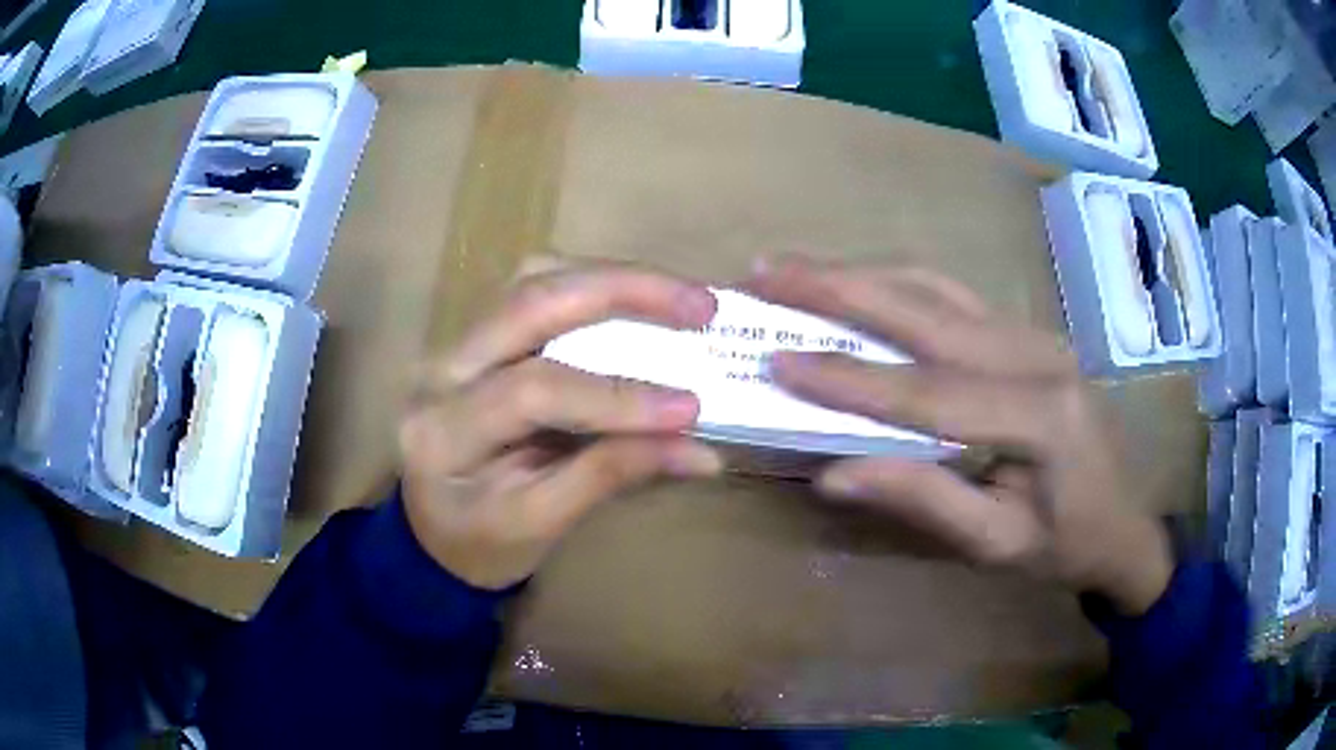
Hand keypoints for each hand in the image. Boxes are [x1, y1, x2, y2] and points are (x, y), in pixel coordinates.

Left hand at [399, 263, 723, 589]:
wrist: (434, 535)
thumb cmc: (479, 544)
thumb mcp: (539, 526)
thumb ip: (610, 477)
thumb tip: (701, 451)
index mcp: (443, 432)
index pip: (533, 392)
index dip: (615, 396)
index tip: (690, 408)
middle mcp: (440, 371)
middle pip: (529, 301)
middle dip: (623, 291)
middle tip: (700, 305)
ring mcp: (454, 344)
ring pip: (530, 281)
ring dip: (608, 279)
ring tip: (674, 296)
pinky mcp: (476, 336)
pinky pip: (532, 291)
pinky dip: (589, 287)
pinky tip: (632, 301)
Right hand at [747, 256, 1172, 615]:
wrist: (1124, 518)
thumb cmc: (1064, 542)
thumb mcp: (996, 542)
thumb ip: (923, 501)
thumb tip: (833, 473)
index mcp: (1039, 415)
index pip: (929, 392)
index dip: (849, 378)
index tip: (777, 361)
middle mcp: (1037, 354)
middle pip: (927, 309)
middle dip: (840, 287)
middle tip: (767, 270)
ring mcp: (1033, 333)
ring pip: (935, 287)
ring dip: (860, 274)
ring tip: (795, 268)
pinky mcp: (1024, 332)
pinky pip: (950, 295)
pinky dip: (893, 283)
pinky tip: (855, 282)